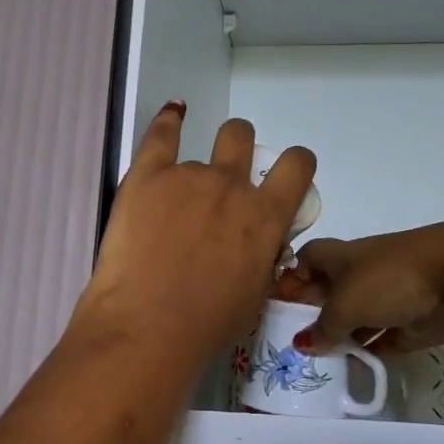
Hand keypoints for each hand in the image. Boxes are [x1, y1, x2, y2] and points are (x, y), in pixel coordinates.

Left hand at [72, 104, 315, 373]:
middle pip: (241, 136)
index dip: (295, 163)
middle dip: (237, 148)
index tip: (284, 171)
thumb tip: (260, 242)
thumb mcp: (256, 294)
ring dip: (193, 173)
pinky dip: (169, 121)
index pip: (296, 164)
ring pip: (198, 153)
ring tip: (171, 205)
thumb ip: (263, 256)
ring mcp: (188, 176)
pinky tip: (172, 115)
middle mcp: (231, 186)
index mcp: (266, 216)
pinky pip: (162, 133)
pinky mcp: (147, 175)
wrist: (147, 327)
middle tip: (224, 176)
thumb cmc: (206, 324)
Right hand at [277, 224, 443, 354]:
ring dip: (340, 335)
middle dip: (312, 311)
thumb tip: (304, 343)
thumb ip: (324, 326)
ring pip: (356, 317)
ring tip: (315, 360)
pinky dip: (367, 350)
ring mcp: (389, 298)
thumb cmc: (391, 278)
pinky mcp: (412, 322)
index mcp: (343, 256)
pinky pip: (382, 338)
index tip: (276, 303)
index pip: (308, 259)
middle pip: (330, 291)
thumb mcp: (346, 303)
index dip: (291, 276)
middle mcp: (363, 273)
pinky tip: (350, 367)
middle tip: (288, 339)